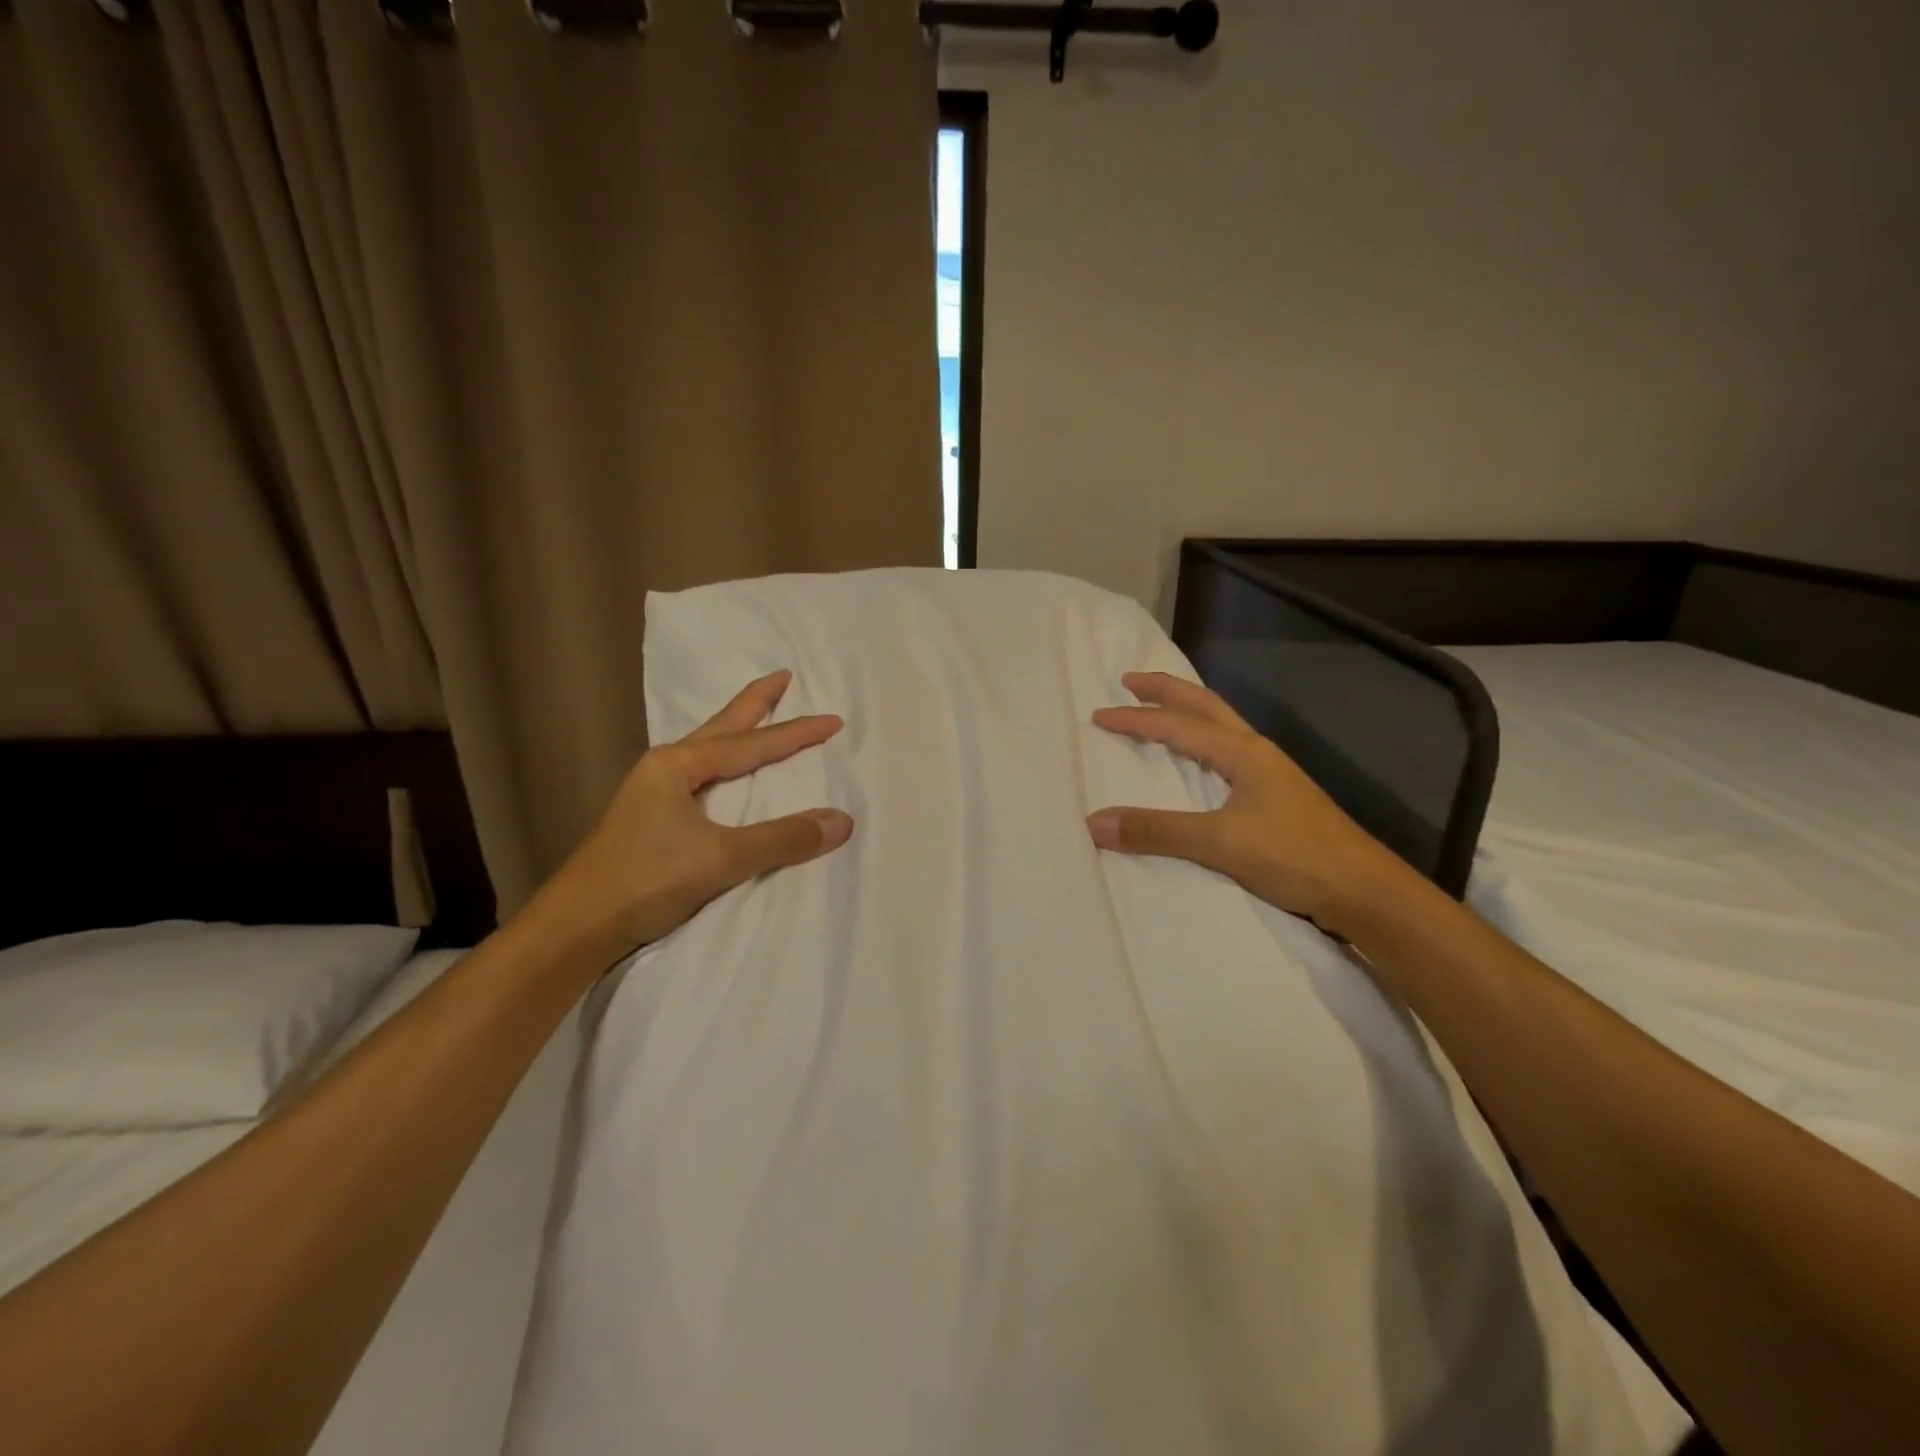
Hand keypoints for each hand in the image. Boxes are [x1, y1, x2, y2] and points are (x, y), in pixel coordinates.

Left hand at [535, 670, 851, 961]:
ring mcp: (653, 793)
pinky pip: (701, 777)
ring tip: (761, 716)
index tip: (834, 720)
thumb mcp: (721, 859)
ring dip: (738, 732)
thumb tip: (842, 820)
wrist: (574, 928)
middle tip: (784, 677)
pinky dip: (725, 765)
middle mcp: (664, 768)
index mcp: (677, 765)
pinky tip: (726, 774)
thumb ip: (782, 839)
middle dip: (754, 703)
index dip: (796, 733)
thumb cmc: (645, 881)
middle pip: (722, 727)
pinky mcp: (651, 819)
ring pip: (708, 750)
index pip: (751, 744)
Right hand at [1086, 672, 1407, 936]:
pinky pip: (1228, 753)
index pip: (1178, 725)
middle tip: (1131, 680)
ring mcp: (1271, 774)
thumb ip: (1158, 831)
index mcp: (1243, 753)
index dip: (1136, 720)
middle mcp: (1257, 753)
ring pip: (1221, 726)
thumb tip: (1094, 822)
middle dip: (1166, 691)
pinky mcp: (1276, 798)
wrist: (1365, 891)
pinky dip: (1203, 741)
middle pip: (1206, 707)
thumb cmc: (1296, 857)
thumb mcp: (1221, 843)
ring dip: (1187, 711)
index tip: (1098, 715)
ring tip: (1160, 709)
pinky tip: (1200, 761)